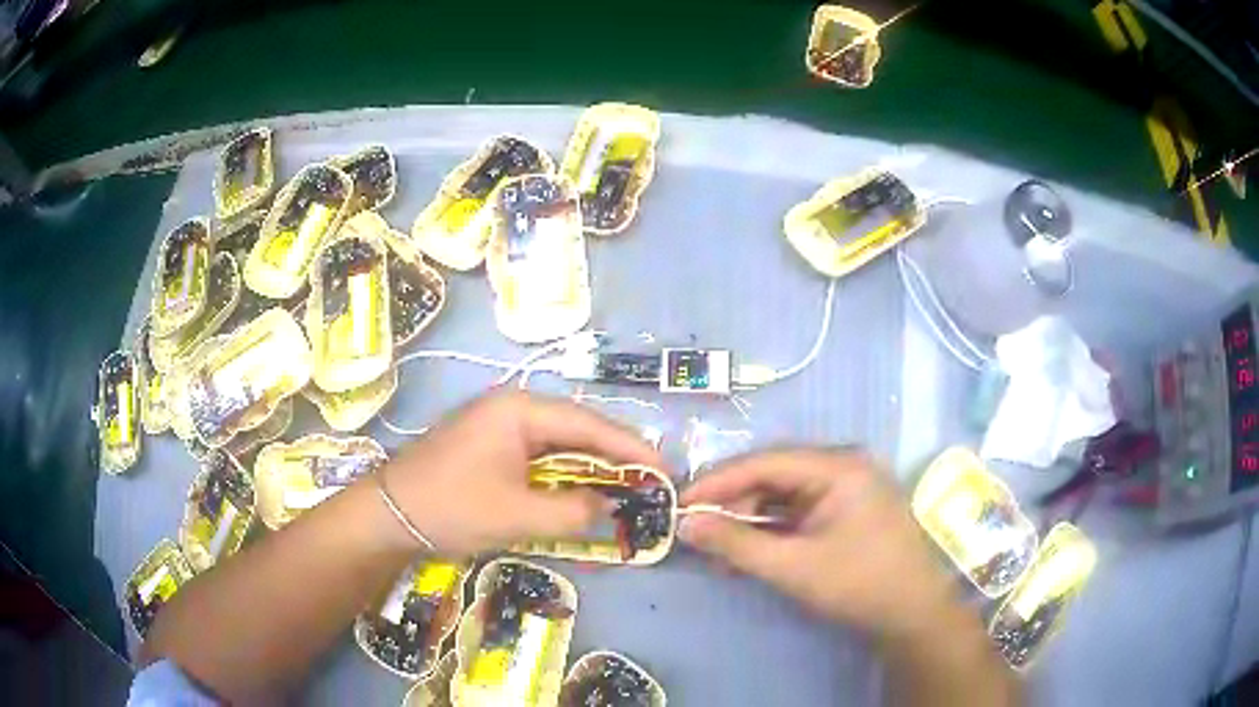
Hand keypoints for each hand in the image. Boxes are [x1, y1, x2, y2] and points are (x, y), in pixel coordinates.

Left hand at [381, 391, 663, 556]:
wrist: (389, 514)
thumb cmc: (451, 506)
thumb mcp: (516, 515)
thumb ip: (572, 511)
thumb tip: (610, 508)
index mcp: (521, 410)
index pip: (591, 425)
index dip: (632, 449)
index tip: (666, 471)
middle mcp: (514, 408)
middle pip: (579, 431)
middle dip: (615, 460)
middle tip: (651, 485)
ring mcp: (501, 427)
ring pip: (561, 446)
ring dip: (590, 471)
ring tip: (625, 492)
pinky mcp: (492, 448)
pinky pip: (540, 458)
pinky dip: (564, 478)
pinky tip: (580, 496)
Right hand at [679, 448, 957, 640]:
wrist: (911, 615)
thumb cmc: (858, 584)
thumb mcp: (793, 566)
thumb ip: (737, 543)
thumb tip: (685, 524)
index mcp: (839, 466)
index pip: (766, 461)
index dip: (719, 481)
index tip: (680, 502)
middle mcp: (843, 467)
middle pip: (774, 475)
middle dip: (733, 502)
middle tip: (696, 528)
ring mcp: (847, 490)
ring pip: (784, 495)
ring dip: (749, 519)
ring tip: (716, 546)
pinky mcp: (845, 513)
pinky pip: (798, 512)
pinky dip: (771, 530)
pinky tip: (746, 551)